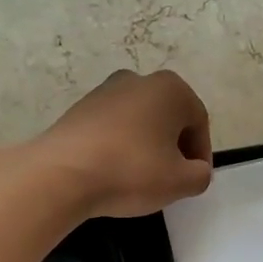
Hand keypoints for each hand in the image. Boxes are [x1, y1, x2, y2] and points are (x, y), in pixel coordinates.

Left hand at [36, 70, 212, 217]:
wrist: (61, 174)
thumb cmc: (131, 171)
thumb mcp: (180, 182)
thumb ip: (201, 175)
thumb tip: (195, 170)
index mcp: (170, 89)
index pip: (198, 123)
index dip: (201, 155)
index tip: (193, 181)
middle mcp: (138, 80)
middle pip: (168, 118)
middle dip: (173, 148)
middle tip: (170, 180)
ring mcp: (105, 91)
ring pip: (140, 122)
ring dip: (146, 147)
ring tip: (140, 179)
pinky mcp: (80, 108)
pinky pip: (113, 128)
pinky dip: (120, 147)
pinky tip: (113, 172)